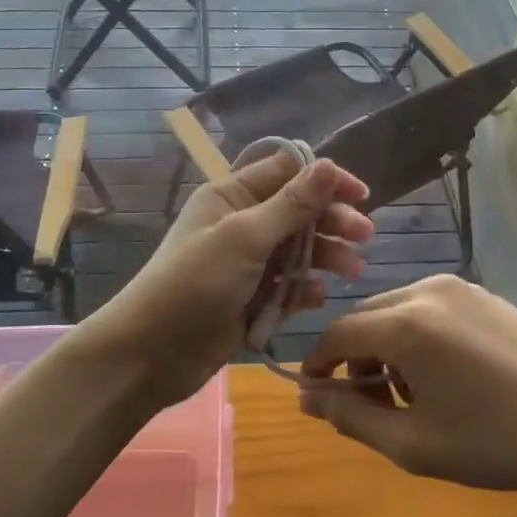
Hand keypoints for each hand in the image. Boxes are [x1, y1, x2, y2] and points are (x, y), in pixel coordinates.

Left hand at [87, 151, 372, 406]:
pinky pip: (288, 285)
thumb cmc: (195, 283)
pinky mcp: (252, 297)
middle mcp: (242, 223)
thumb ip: (291, 204)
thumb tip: (327, 164)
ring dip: (326, 256)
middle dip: (332, 221)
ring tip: (353, 271)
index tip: (360, 195)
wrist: (151, 353)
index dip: (324, 179)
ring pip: (298, 249)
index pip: (287, 171)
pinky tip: (318, 297)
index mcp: (232, 196)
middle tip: (365, 236)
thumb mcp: (245, 237)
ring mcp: (247, 262)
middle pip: (298, 211)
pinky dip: (305, 288)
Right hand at [298, 275, 516, 495]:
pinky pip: (431, 308)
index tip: (314, 395)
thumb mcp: (413, 443)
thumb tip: (307, 400)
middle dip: (356, 359)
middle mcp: (427, 290)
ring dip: (388, 347)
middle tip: (370, 405)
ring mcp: (461, 287)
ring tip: (413, 396)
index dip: (317, 364)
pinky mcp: (485, 295)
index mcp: (405, 323)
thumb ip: (352, 417)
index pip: (338, 333)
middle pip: (367, 317)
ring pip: (398, 311)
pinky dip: (419, 336)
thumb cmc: (495, 442)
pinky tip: (445, 375)